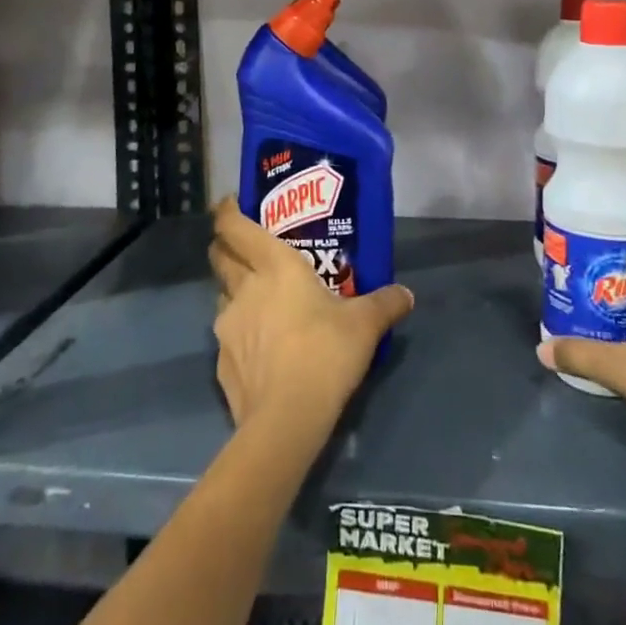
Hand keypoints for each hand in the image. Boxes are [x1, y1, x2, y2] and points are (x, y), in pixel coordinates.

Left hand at [207, 196, 414, 438]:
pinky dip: (240, 335)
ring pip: (222, 295)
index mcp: (274, 266)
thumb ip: (385, 303)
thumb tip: (406, 294)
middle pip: (219, 256)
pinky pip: (228, 337)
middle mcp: (244, 288)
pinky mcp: (221, 362)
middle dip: (225, 247)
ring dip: (234, 292)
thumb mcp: (366, 325)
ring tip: (258, 302)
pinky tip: (261, 350)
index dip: (227, 212)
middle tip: (245, 250)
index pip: (235, 227)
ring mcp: (227, 326)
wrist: (287, 418)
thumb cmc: (326, 352)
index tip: (230, 205)